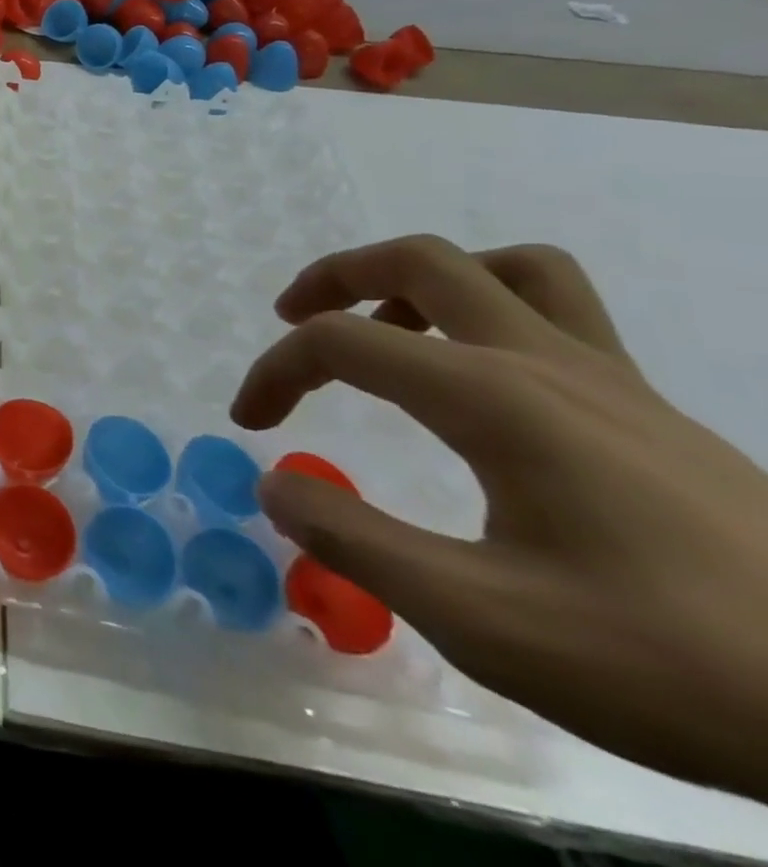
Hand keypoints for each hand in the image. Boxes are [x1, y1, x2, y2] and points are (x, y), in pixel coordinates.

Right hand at [232, 235, 767, 801]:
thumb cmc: (671, 663)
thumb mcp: (484, 622)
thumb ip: (356, 542)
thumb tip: (274, 484)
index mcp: (495, 397)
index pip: (343, 342)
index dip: (276, 370)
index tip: (250, 425)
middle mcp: (545, 362)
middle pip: (421, 259)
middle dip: (336, 276)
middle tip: (292, 318)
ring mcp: (610, 379)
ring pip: (504, 268)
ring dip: (422, 281)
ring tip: (386, 328)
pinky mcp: (648, 409)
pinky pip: (557, 310)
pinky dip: (489, 308)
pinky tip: (478, 379)